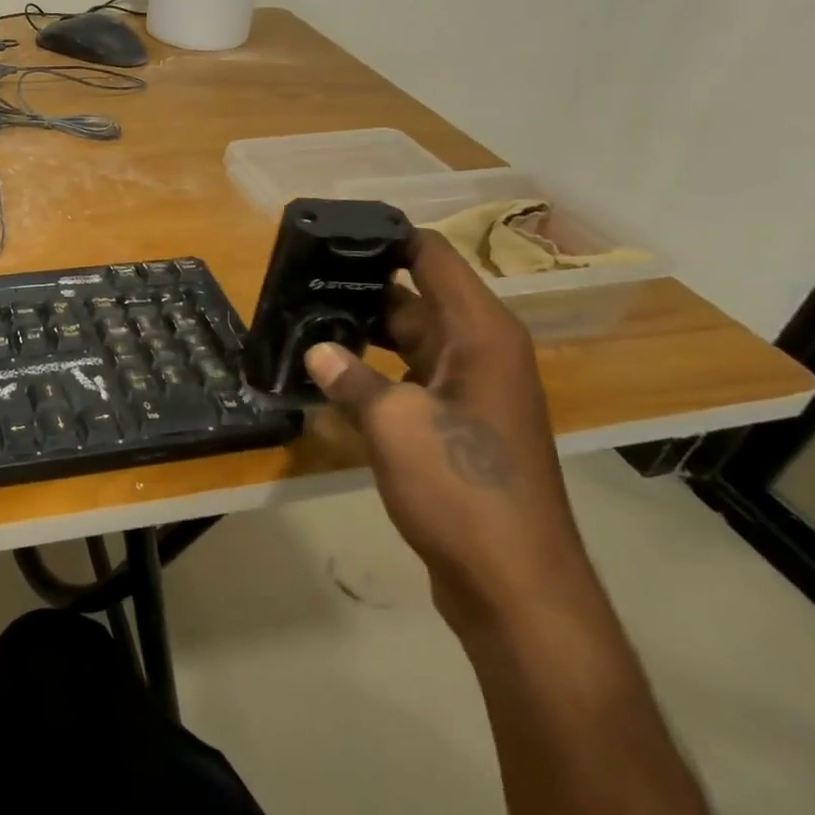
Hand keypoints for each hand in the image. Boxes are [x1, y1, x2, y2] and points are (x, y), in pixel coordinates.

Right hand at [305, 232, 595, 634]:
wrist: (514, 584)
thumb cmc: (462, 489)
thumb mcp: (394, 425)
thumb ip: (350, 378)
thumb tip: (315, 350)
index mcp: (481, 335)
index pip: (434, 258)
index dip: (388, 237)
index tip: (334, 230)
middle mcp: (481, 352)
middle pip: (417, 296)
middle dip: (362, 285)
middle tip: (300, 276)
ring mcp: (471, 390)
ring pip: (410, 340)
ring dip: (363, 331)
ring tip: (304, 318)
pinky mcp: (457, 425)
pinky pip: (409, 378)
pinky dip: (373, 371)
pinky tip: (328, 373)